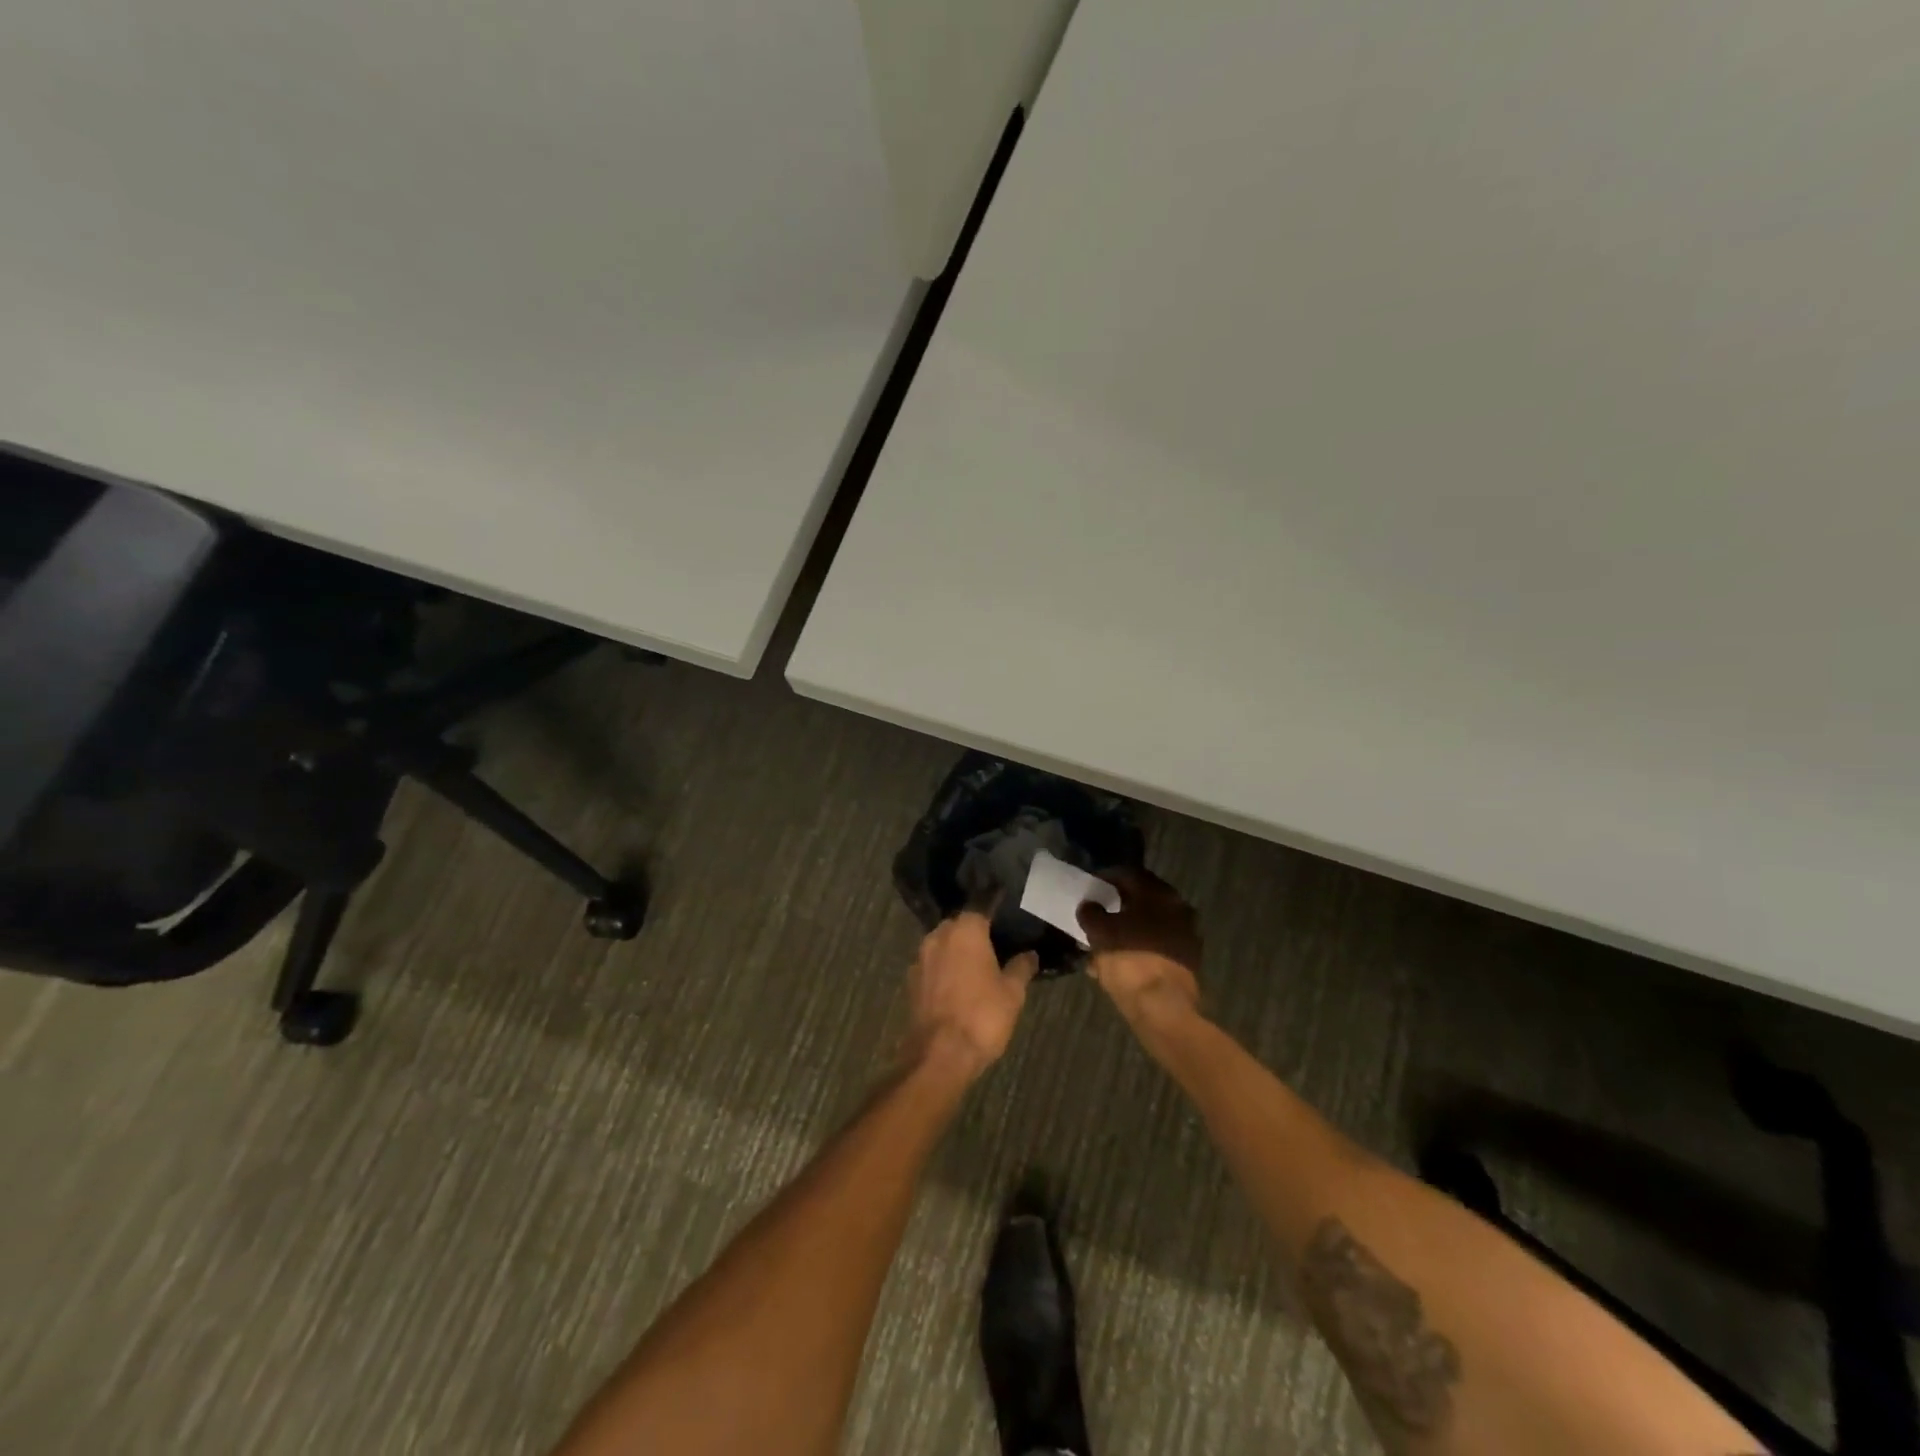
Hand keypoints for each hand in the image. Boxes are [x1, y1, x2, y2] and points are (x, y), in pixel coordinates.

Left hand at [907, 912, 1037, 1081]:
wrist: (939, 1054)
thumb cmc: (982, 1016)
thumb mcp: (1013, 993)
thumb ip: (1021, 968)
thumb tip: (1030, 954)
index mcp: (966, 930)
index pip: (981, 908)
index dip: (994, 913)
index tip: (1006, 920)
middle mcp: (938, 936)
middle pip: (959, 926)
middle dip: (974, 934)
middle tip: (994, 948)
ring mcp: (920, 959)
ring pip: (942, 945)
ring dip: (956, 953)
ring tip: (977, 968)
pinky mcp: (911, 982)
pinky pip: (932, 966)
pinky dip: (944, 971)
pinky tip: (957, 987)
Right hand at [1078, 867, 1201, 1029]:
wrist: (1164, 1009)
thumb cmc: (1130, 961)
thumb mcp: (1100, 933)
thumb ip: (1091, 913)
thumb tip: (1089, 905)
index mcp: (1158, 894)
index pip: (1129, 874)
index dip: (1106, 878)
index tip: (1090, 887)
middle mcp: (1178, 908)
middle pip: (1142, 899)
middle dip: (1118, 905)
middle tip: (1098, 912)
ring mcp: (1187, 935)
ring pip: (1150, 924)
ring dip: (1128, 928)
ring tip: (1105, 942)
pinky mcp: (1188, 960)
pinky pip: (1157, 946)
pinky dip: (1139, 948)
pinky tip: (1120, 963)